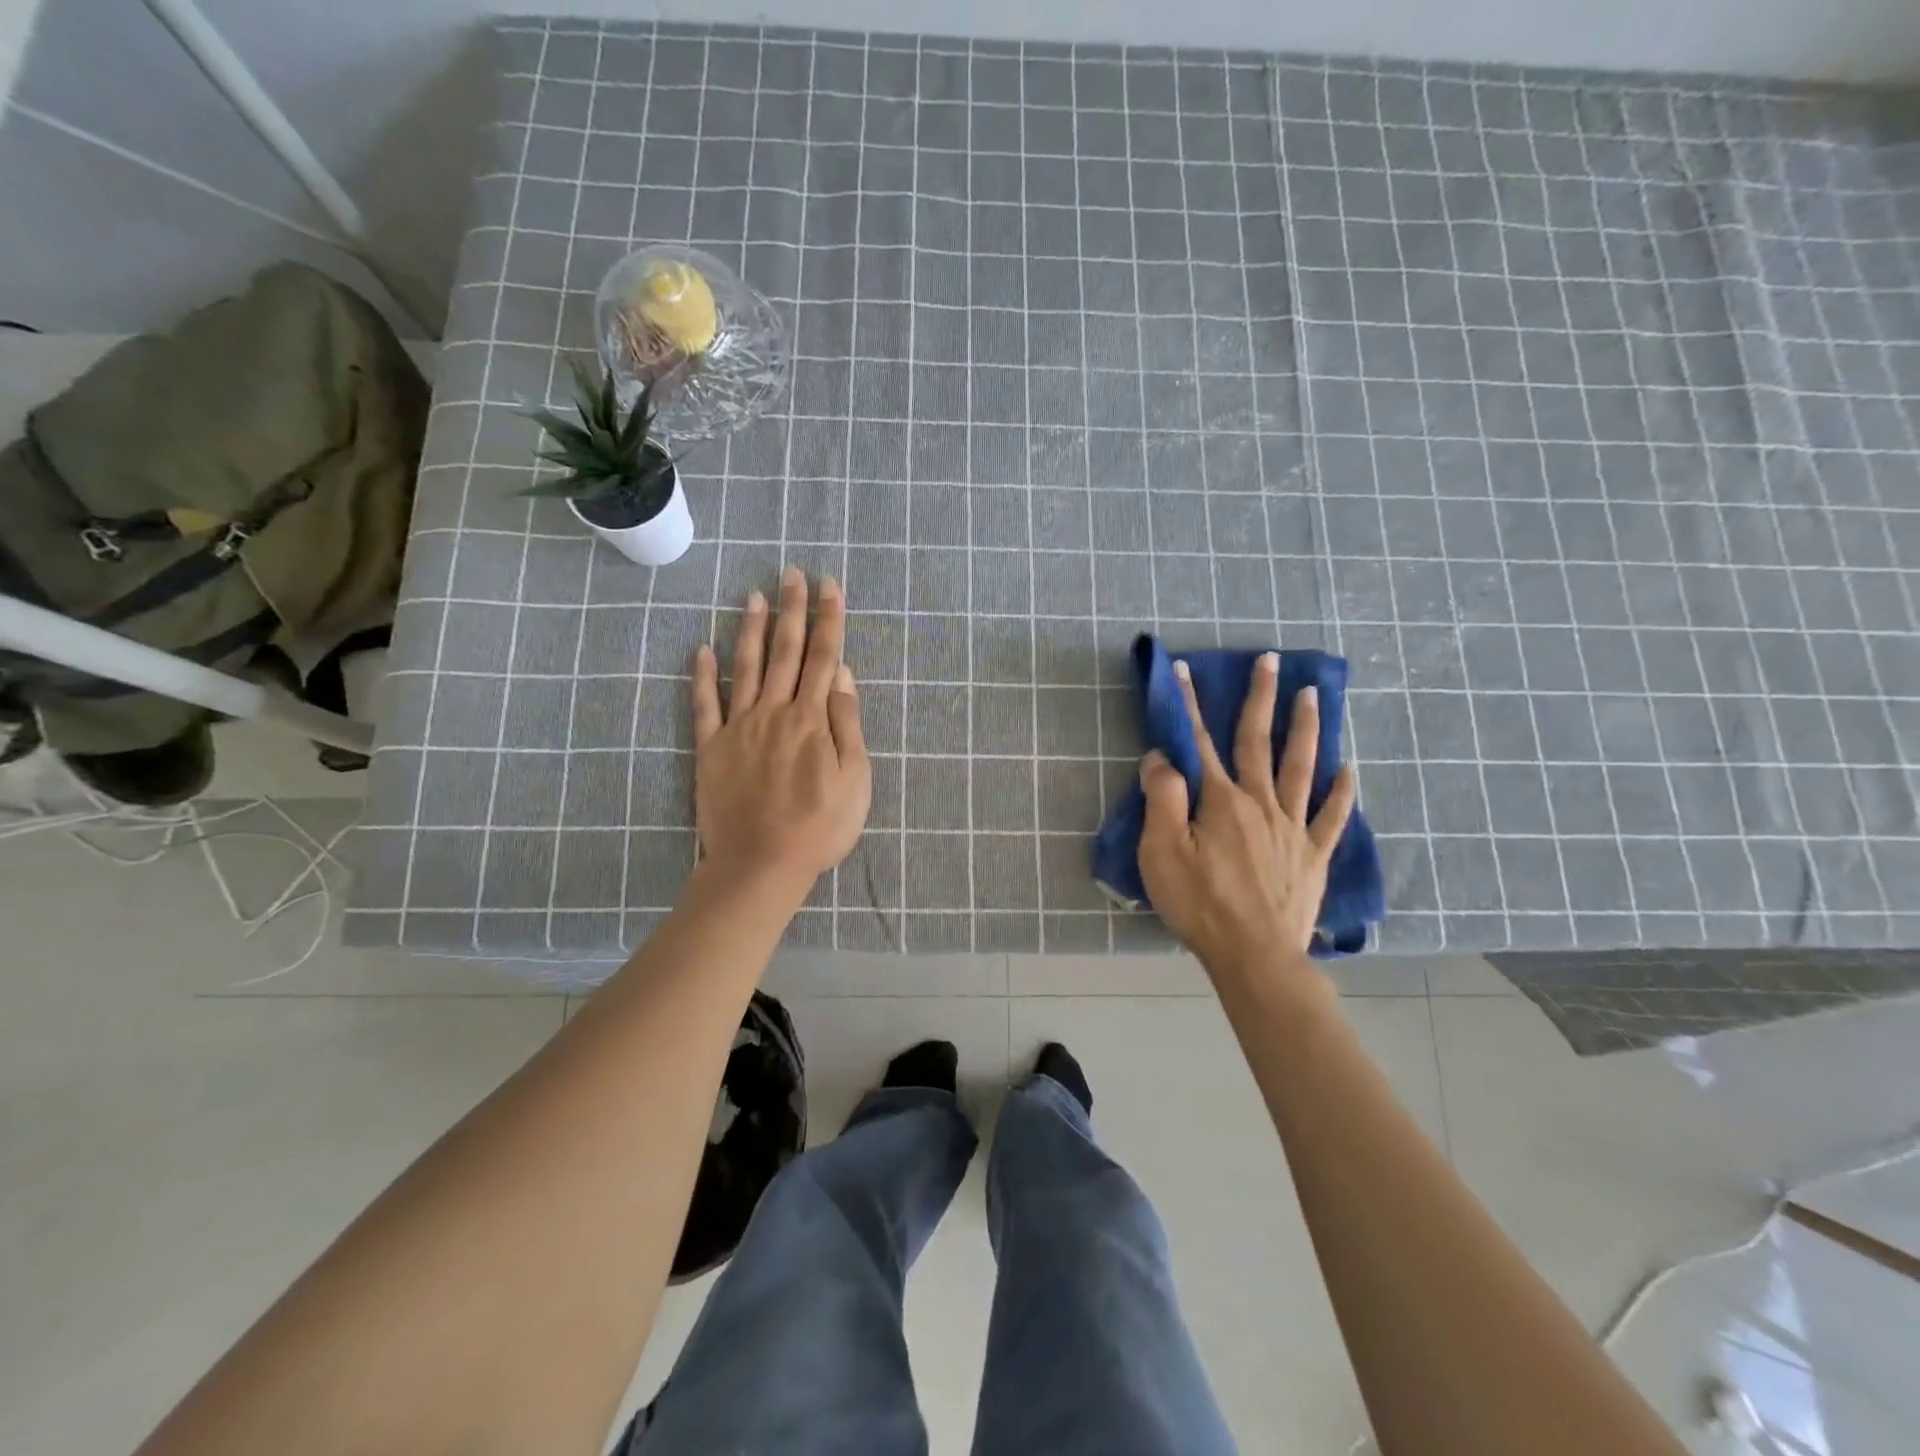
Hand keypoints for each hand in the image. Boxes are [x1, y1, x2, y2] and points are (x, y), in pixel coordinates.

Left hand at [690, 567, 871, 896]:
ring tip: (753, 595)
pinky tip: (701, 649)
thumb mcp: (854, 779)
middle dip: (792, 610)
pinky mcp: (711, 747)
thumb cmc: (820, 826)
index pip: (824, 657)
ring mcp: (739, 727)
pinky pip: (704, 705)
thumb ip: (847, 723)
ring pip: (746, 667)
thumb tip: (842, 675)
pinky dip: (702, 676)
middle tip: (791, 574)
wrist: (761, 863)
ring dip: (751, 629)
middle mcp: (775, 711)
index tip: (829, 585)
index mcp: (812, 718)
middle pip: (786, 652)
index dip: (829, 619)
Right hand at [1137, 653, 1356, 977]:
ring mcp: (1293, 828)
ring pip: (1301, 767)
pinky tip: (1349, 770)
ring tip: (1313, 696)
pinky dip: (1341, 792)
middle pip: (1259, 742)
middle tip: (1270, 661)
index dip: (1190, 704)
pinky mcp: (1313, 856)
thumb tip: (1162, 757)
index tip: (1184, 670)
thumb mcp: (1162, 852)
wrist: (1255, 956)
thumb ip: (1163, 798)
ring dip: (1306, 729)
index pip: (1201, 742)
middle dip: (1261, 698)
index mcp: (1222, 801)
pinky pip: (1331, 817)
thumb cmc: (1200, 904)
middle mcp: (1261, 803)